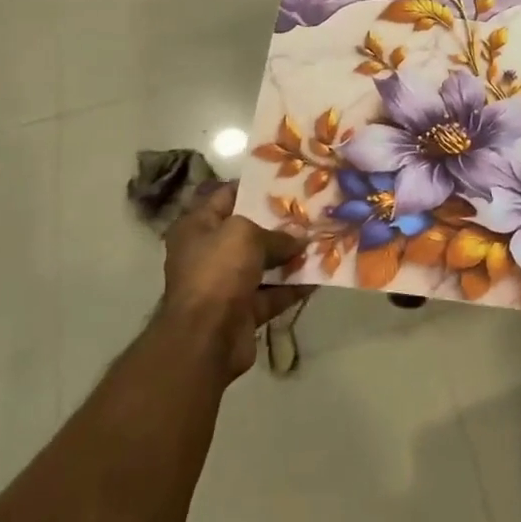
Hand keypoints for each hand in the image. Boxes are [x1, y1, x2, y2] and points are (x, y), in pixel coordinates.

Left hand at [161, 181, 308, 381]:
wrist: (206, 338)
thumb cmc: (218, 271)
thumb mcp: (246, 235)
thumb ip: (276, 233)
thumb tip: (300, 236)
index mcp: (197, 227)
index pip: (226, 196)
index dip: (255, 188)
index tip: (287, 182)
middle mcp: (208, 253)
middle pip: (247, 232)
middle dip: (279, 224)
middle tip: (312, 212)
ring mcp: (224, 284)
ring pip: (263, 264)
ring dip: (290, 256)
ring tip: (322, 240)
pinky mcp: (242, 311)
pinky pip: (272, 293)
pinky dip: (293, 286)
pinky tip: (321, 275)